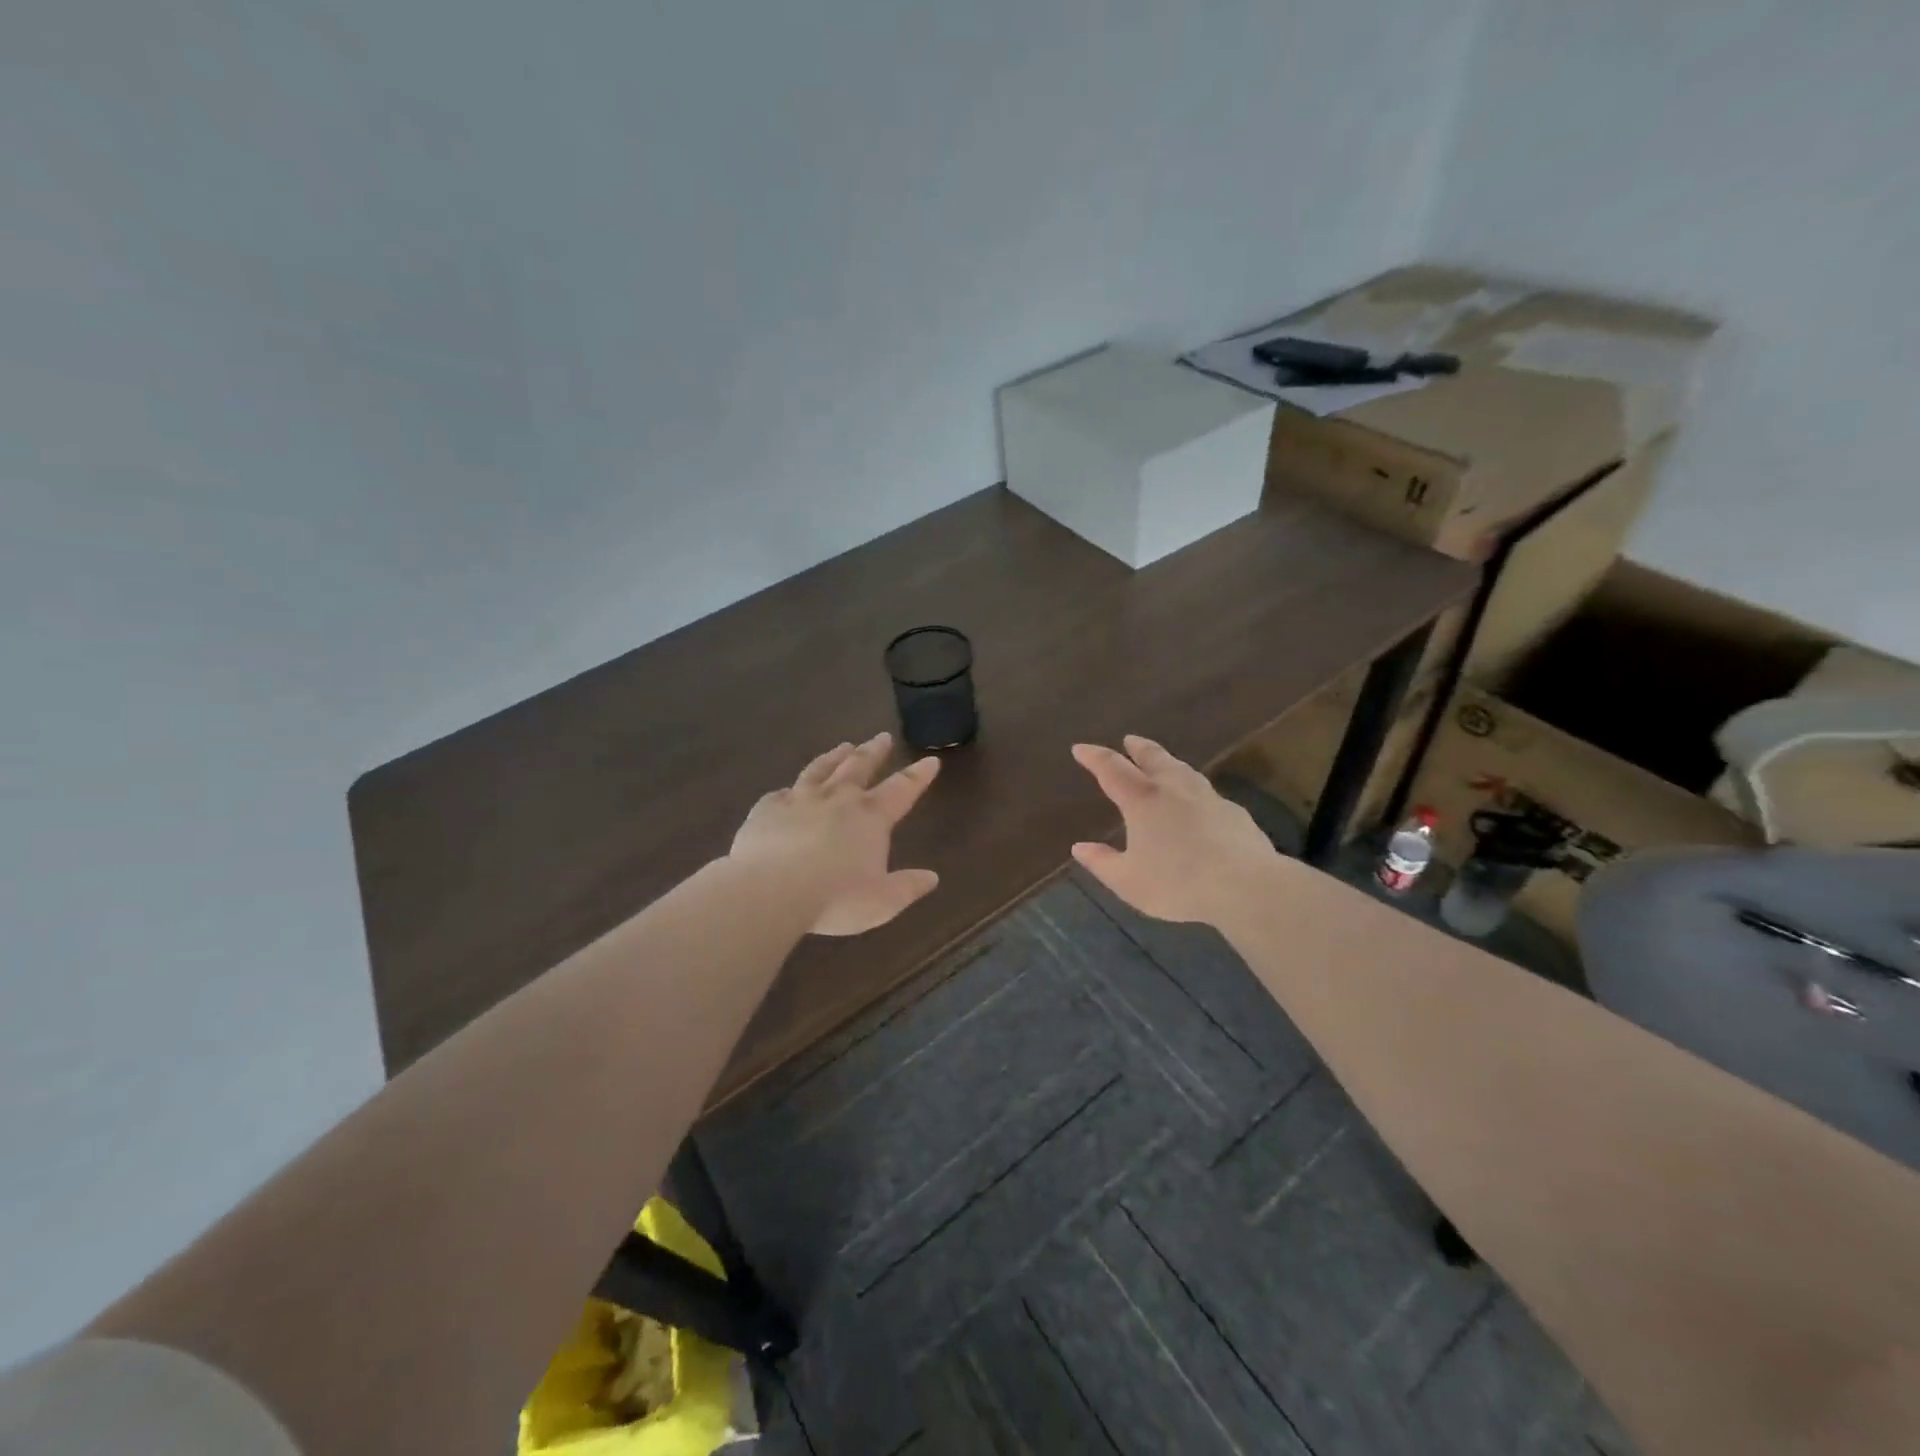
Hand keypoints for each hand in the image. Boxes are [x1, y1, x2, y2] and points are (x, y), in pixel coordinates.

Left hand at [730, 732, 941, 935]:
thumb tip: (932, 878)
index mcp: (871, 817)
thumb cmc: (835, 898)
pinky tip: (787, 790)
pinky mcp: (767, 809)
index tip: (930, 761)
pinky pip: (780, 793)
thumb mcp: (882, 902)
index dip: (918, 775)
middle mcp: (838, 798)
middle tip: (882, 737)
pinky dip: (788, 790)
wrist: (771, 890)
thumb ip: (907, 887)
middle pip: (859, 766)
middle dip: (874, 751)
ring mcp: (800, 799)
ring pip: (820, 770)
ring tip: (843, 746)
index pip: (902, 789)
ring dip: (834, 757)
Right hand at [1070, 735, 1279, 925]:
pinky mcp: (1234, 812)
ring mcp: (1208, 797)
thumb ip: (1102, 863)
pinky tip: (1197, 802)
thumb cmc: (1178, 883)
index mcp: (1143, 800)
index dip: (1094, 757)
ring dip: (1168, 762)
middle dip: (1137, 747)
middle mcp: (1174, 789)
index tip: (1080, 748)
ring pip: (1183, 769)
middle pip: (1153, 757)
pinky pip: (1206, 792)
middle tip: (1129, 740)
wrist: (1246, 886)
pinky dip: (1193, 789)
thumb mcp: (1129, 881)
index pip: (1111, 768)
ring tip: (1163, 763)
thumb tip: (1080, 847)